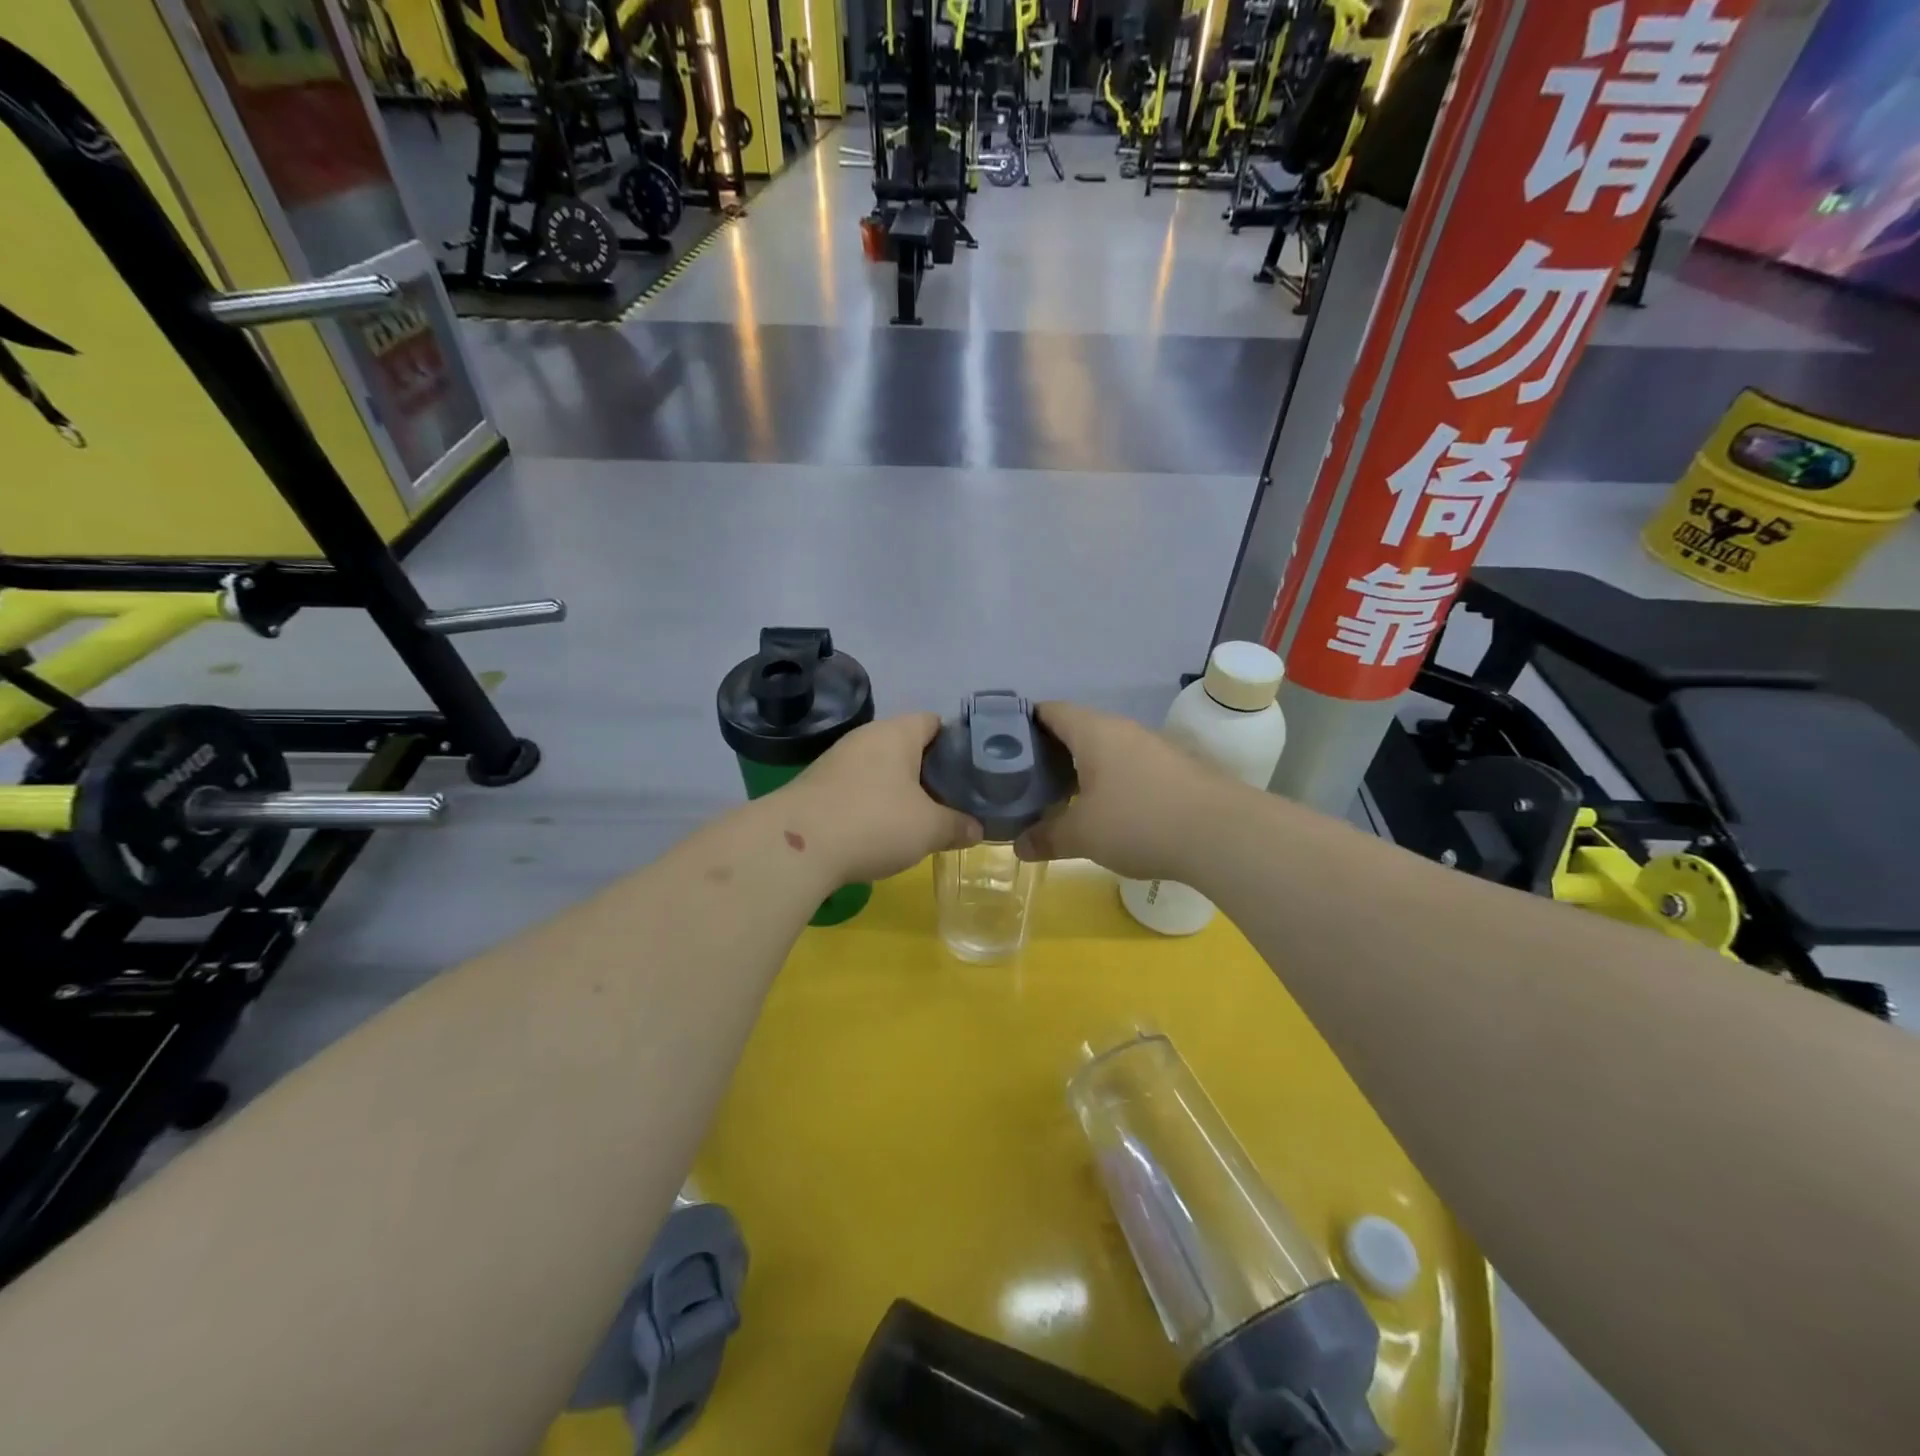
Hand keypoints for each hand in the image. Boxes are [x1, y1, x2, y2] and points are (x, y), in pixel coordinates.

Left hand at [780, 713, 981, 882]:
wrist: (797, 846)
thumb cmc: (874, 823)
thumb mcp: (928, 829)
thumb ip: (958, 825)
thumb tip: (977, 828)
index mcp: (896, 732)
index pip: (934, 721)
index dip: (956, 743)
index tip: (971, 771)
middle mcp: (865, 737)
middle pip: (907, 745)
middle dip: (929, 771)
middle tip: (952, 800)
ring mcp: (836, 760)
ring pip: (880, 768)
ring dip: (899, 789)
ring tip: (920, 819)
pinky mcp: (816, 786)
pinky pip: (856, 787)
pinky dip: (872, 803)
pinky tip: (881, 830)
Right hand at [1015, 702, 1225, 879]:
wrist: (1224, 834)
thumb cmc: (1140, 821)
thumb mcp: (1083, 835)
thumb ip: (1046, 837)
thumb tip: (1018, 846)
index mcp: (1093, 731)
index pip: (1050, 711)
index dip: (1023, 723)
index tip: (1002, 746)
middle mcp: (1123, 730)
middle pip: (1077, 730)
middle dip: (1051, 753)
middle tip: (1026, 780)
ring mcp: (1154, 747)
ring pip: (1106, 750)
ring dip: (1083, 770)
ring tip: (1062, 798)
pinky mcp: (1177, 769)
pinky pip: (1131, 767)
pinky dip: (1112, 782)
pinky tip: (1108, 811)